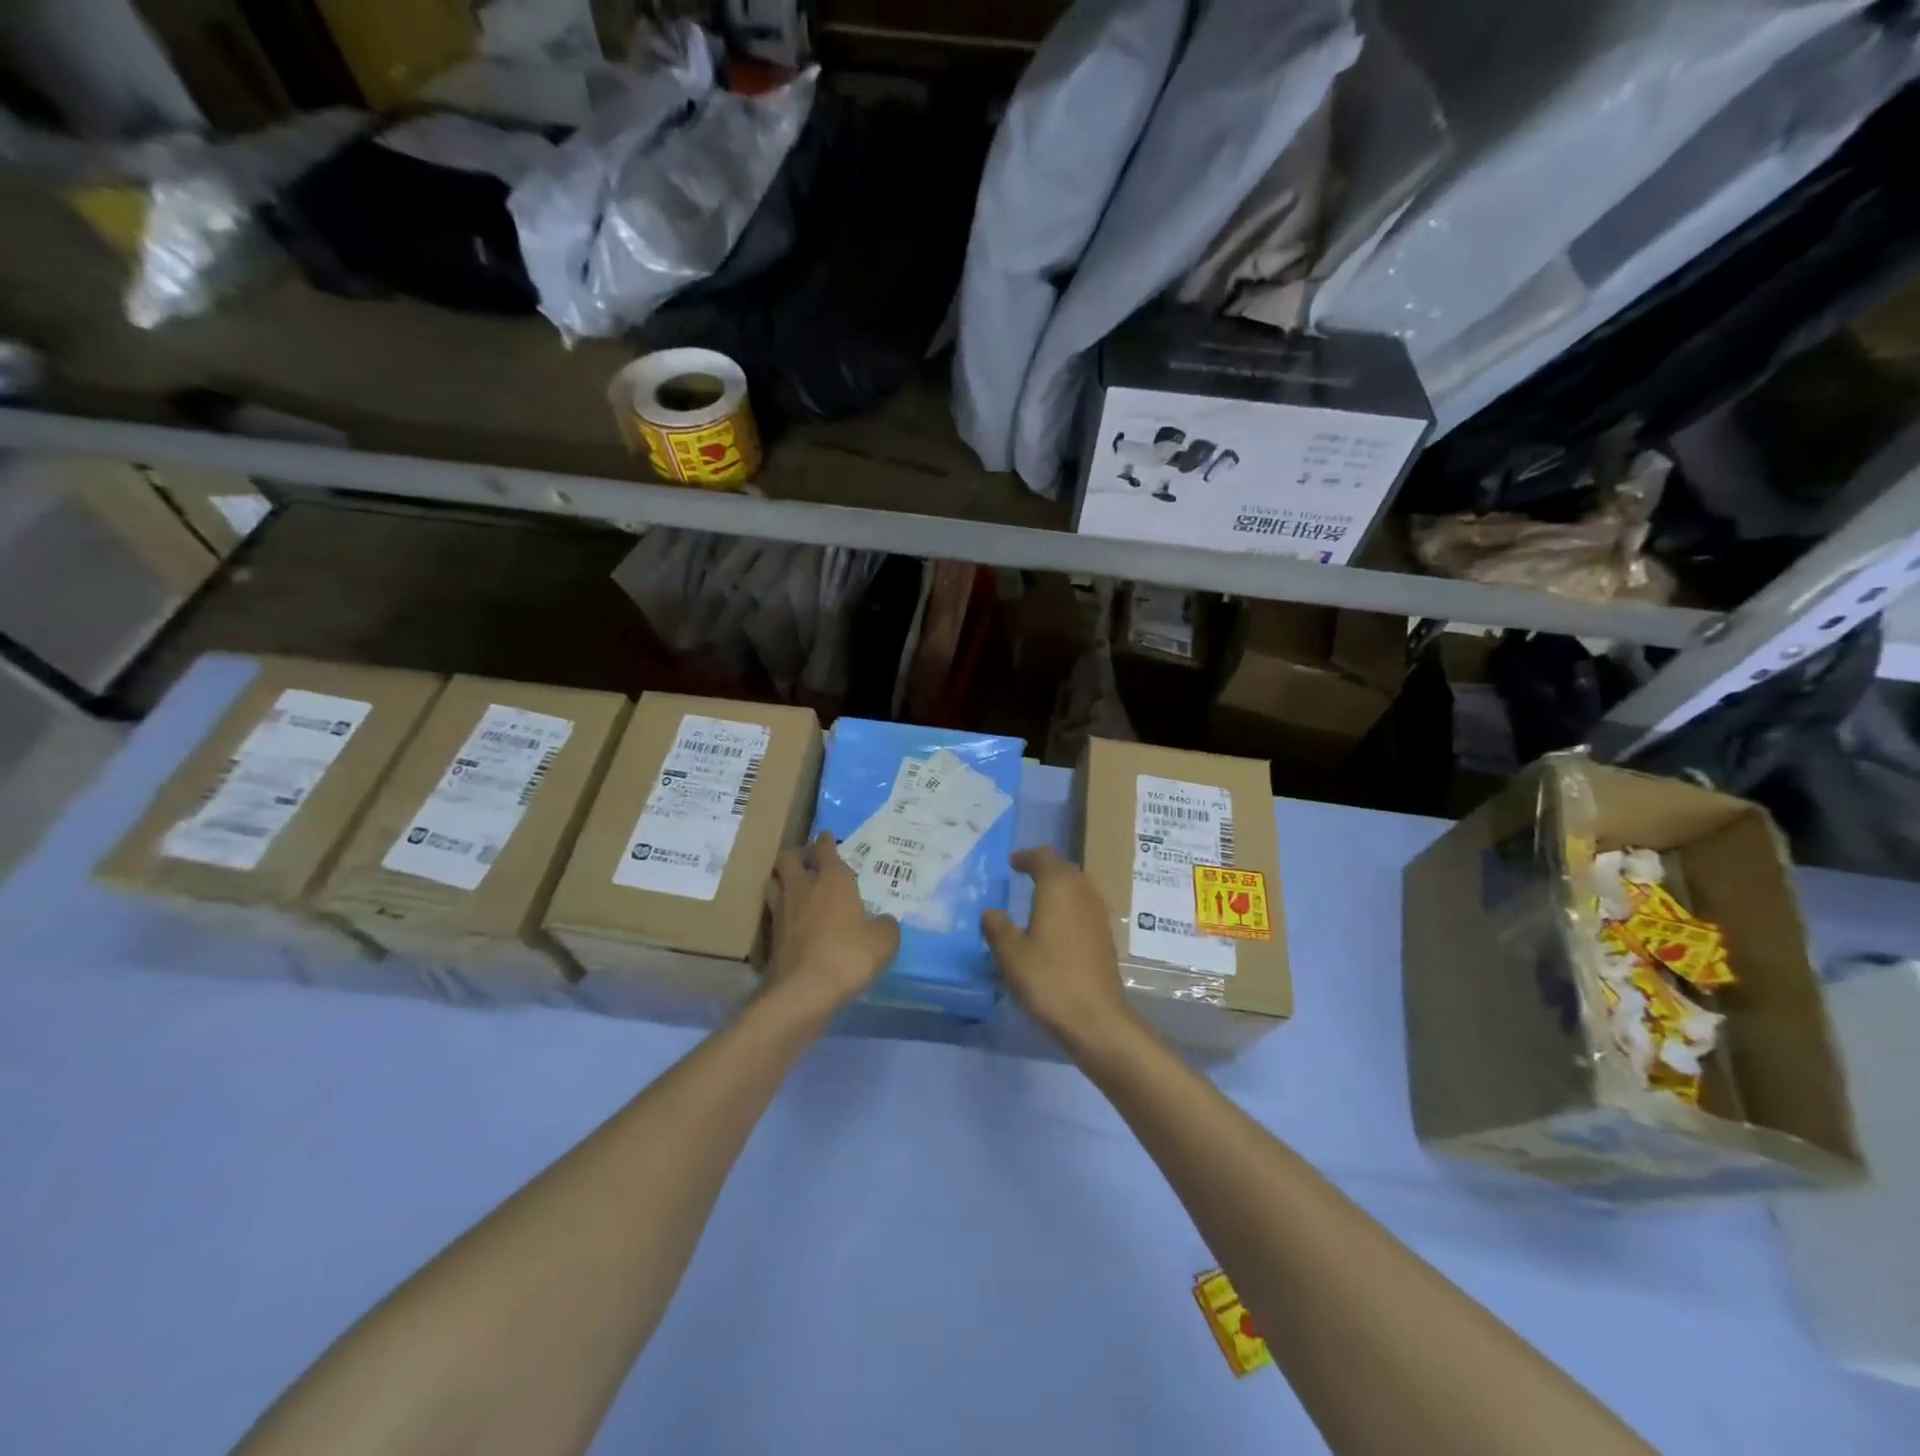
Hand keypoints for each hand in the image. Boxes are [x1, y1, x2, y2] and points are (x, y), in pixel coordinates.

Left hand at [762, 832, 899, 1017]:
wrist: (803, 992)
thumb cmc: (848, 956)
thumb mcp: (883, 942)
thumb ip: (886, 926)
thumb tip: (884, 921)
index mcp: (832, 880)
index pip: (824, 848)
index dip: (826, 841)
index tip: (828, 837)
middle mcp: (803, 889)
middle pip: (788, 858)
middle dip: (798, 855)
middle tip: (809, 862)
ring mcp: (782, 912)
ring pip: (774, 882)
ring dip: (783, 880)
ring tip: (795, 887)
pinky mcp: (771, 938)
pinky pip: (772, 913)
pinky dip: (780, 911)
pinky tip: (791, 921)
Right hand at [983, 847, 1133, 1046]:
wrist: (1096, 1019)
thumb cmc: (1048, 979)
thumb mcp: (1010, 955)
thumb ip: (997, 928)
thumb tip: (992, 913)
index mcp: (1058, 888)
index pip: (1044, 857)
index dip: (1027, 857)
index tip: (1012, 863)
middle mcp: (1083, 893)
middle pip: (1065, 869)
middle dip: (1046, 869)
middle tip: (1025, 877)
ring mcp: (1099, 915)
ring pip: (1079, 888)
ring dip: (1061, 888)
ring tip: (1041, 900)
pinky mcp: (1107, 937)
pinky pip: (1086, 908)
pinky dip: (1071, 908)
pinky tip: (1058, 928)